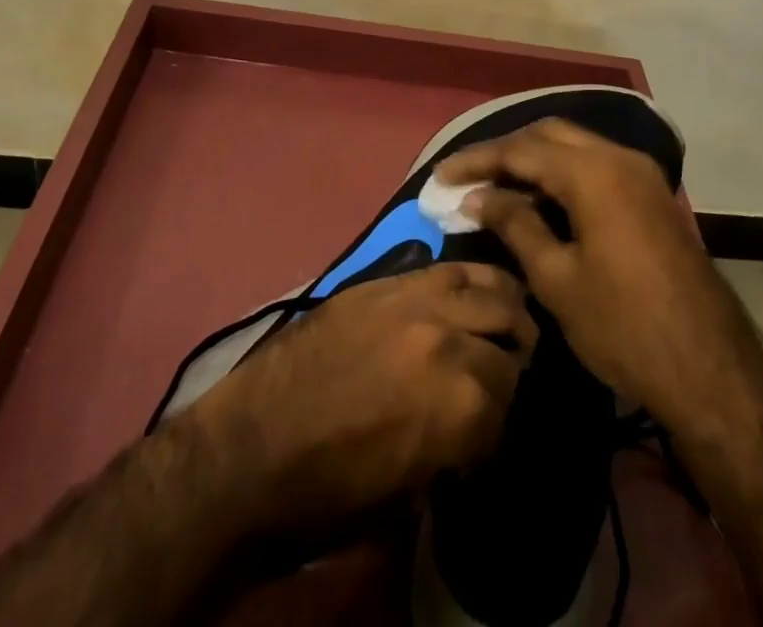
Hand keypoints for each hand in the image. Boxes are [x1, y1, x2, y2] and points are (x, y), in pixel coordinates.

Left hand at [181, 262, 536, 537]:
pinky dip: (472, 280)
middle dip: (511, 362)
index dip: (499, 425)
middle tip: (497, 379)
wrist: (251, 447)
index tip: (483, 436)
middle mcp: (451, 340)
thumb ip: (455, 448)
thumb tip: (474, 428)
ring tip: (502, 323)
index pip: (511, 403)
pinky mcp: (388, 280)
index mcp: (461, 403)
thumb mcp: (409, 494)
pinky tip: (471, 292)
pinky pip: (448, 268)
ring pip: (492, 288)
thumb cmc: (328, 491)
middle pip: (510, 339)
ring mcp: (419, 300)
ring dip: (504, 309)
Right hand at [434, 120, 756, 433]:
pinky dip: (564, 174)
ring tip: (497, 187)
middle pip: (550, 134)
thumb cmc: (623, 326)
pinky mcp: (651, 195)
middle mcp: (619, 157)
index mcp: (593, 172)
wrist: (710, 367)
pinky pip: (597, 166)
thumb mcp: (557, 279)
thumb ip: (515, 225)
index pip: (521, 150)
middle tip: (469, 176)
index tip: (440, 175)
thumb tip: (479, 197)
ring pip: (576, 146)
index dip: (477, 160)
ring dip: (535, 160)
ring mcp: (641, 174)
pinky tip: (541, 201)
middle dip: (506, 150)